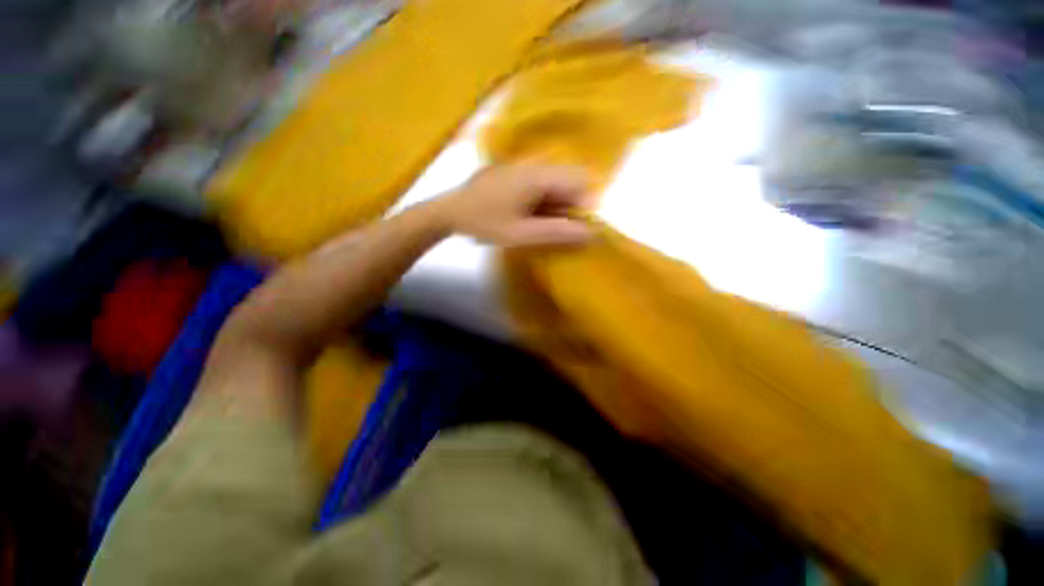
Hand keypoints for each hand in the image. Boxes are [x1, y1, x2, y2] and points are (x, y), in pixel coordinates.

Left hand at [434, 164, 593, 247]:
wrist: (449, 212)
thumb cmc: (484, 223)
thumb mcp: (521, 234)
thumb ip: (556, 232)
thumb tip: (591, 233)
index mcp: (538, 176)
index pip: (581, 182)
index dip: (585, 207)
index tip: (574, 229)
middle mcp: (535, 165)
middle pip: (569, 182)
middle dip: (570, 208)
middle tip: (554, 230)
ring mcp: (524, 167)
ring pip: (556, 185)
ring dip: (556, 207)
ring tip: (538, 226)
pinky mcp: (516, 173)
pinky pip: (542, 185)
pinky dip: (543, 203)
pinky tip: (529, 217)